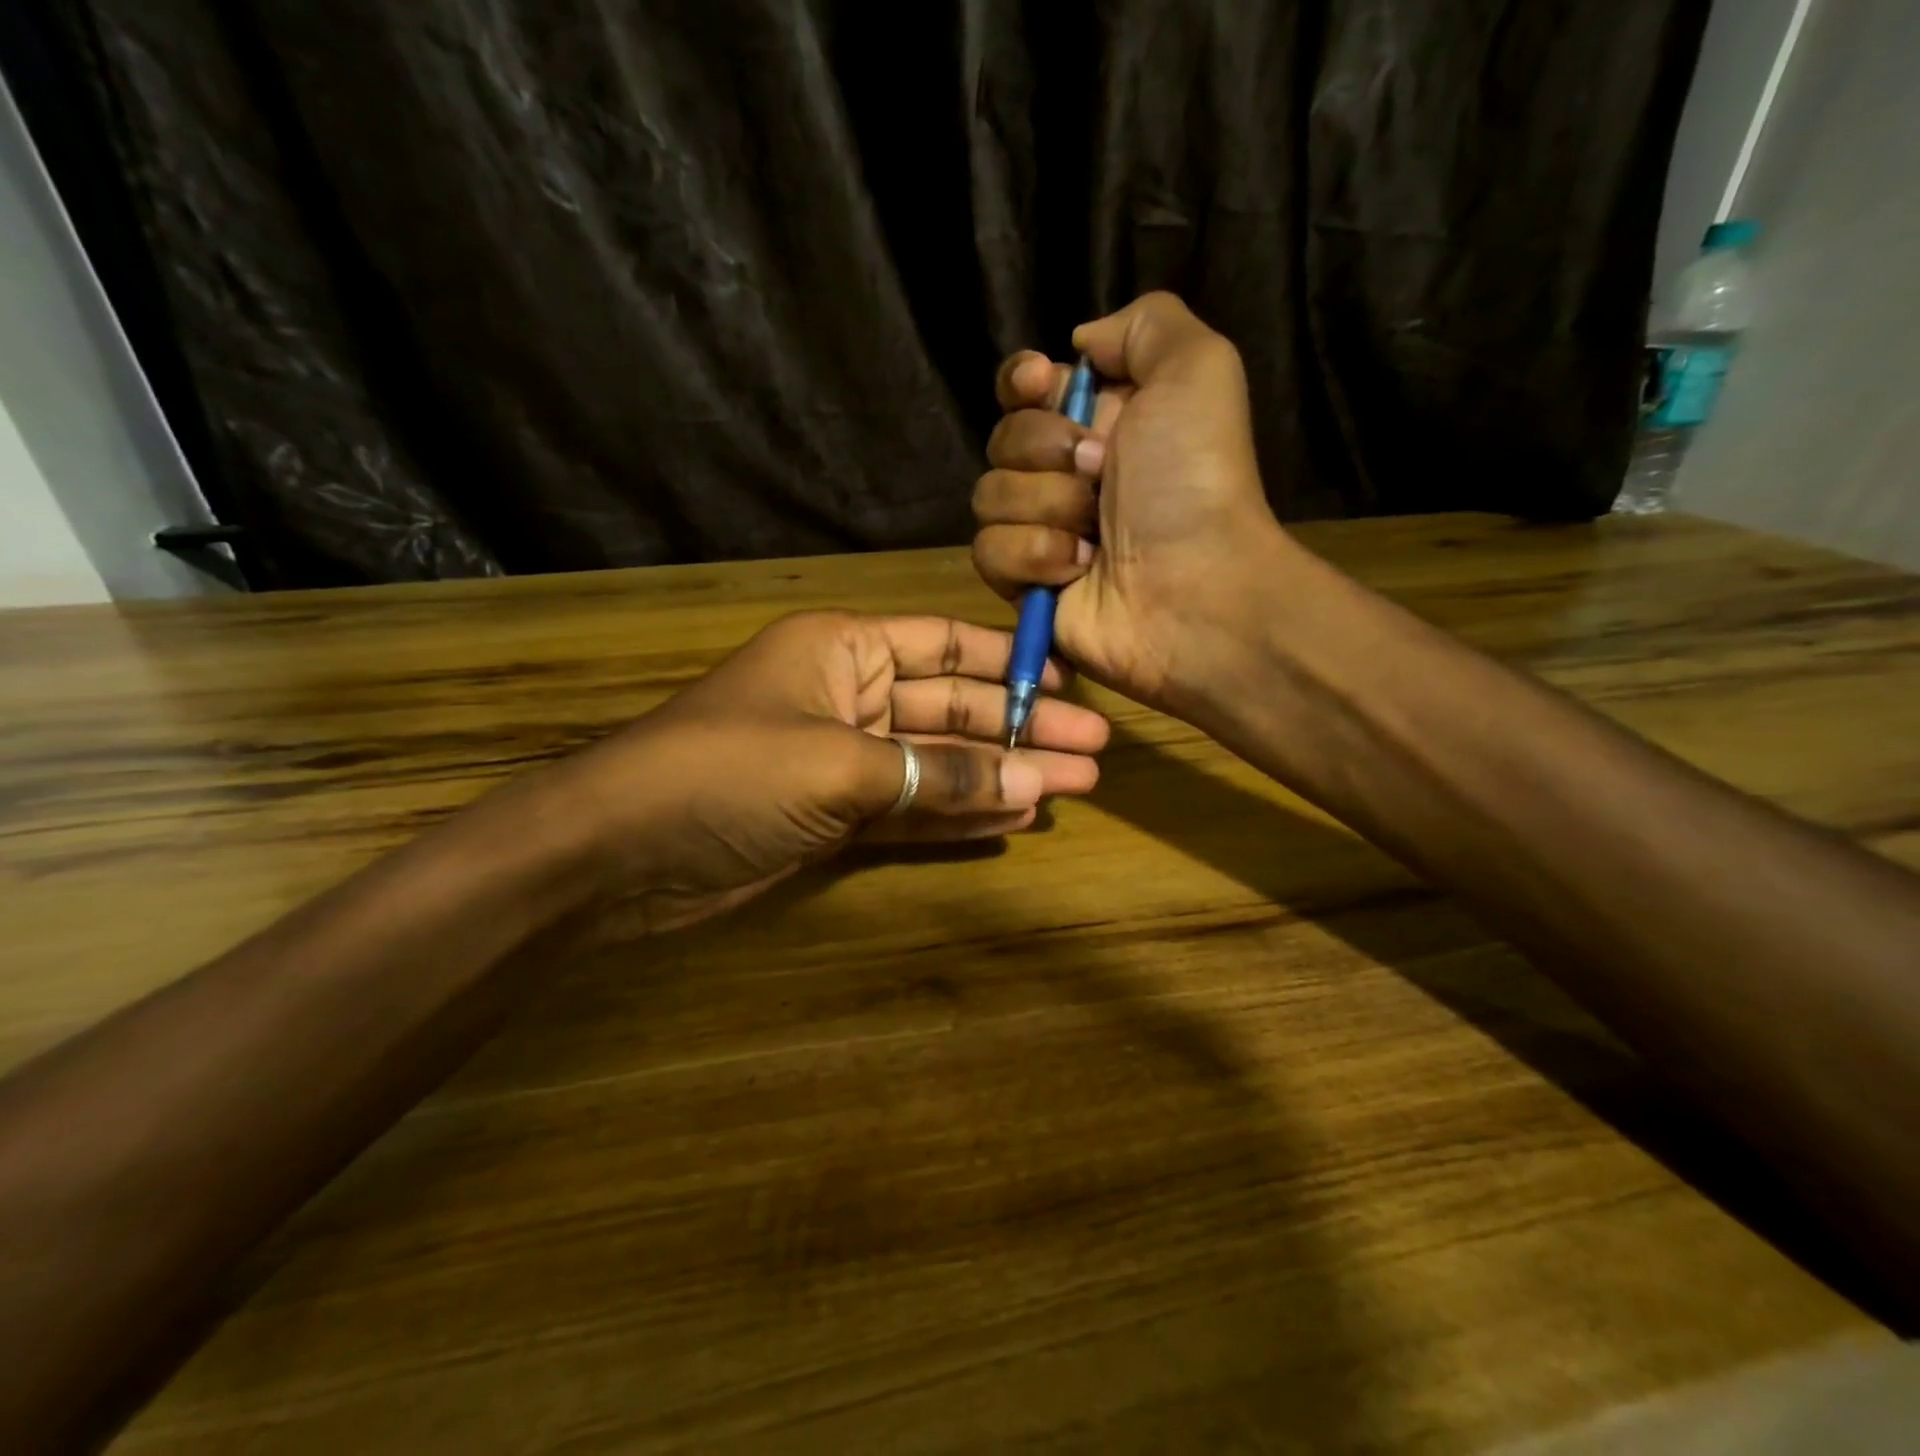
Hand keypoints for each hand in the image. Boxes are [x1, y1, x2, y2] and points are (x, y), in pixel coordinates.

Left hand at [537, 610, 1107, 930]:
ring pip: (937, 762)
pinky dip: (957, 815)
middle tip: (1094, 755)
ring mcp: (843, 759)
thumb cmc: (726, 774)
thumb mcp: (838, 764)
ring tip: (1070, 790)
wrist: (619, 853)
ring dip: (999, 776)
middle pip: (952, 707)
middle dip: (1019, 730)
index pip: (945, 644)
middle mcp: (848, 695)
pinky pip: (910, 808)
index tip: (1069, 687)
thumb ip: (937, 774)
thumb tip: (1031, 785)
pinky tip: (1011, 820)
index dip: (1008, 663)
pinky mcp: (834, 815)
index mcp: (844, 649)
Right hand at [971, 292, 1293, 712]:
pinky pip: (990, 552)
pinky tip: (1078, 569)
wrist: (1195, 587)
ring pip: (989, 496)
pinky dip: (1034, 555)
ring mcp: (1042, 530)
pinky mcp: (1025, 583)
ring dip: (1045, 507)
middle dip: (1044, 449)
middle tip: (1098, 472)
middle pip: (1003, 438)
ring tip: (1094, 533)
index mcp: (1099, 420)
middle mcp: (1065, 473)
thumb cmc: (1195, 479)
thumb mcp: (1197, 368)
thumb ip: (1143, 325)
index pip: (1024, 387)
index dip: (1020, 381)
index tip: (1038, 384)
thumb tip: (1078, 346)